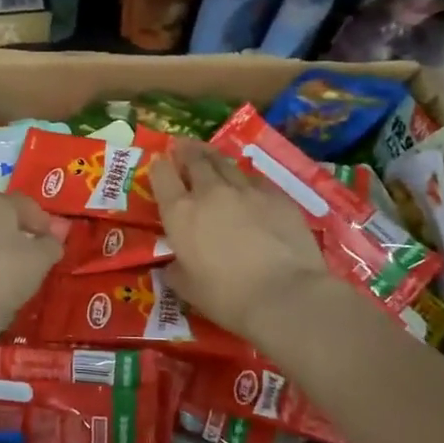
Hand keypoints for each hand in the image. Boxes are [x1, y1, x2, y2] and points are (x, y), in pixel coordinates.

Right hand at [151, 143, 334, 343]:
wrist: (285, 295)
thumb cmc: (227, 297)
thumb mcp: (188, 289)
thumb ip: (175, 271)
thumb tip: (170, 267)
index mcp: (180, 213)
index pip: (162, 176)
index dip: (159, 166)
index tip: (159, 162)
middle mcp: (210, 192)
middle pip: (195, 159)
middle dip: (186, 150)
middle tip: (183, 145)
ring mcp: (246, 190)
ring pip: (226, 164)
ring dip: (214, 158)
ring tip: (211, 155)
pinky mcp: (277, 196)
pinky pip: (256, 180)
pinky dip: (246, 180)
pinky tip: (249, 185)